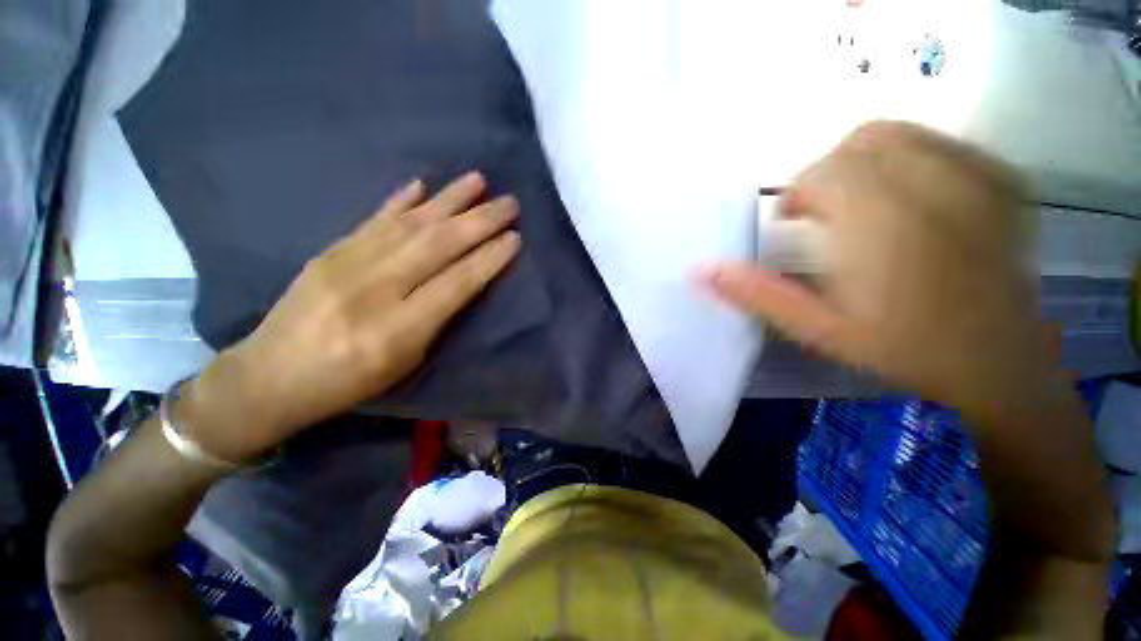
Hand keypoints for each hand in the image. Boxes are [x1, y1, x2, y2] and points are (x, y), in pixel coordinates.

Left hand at [178, 172, 520, 462]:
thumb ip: (437, 319)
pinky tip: (421, 185)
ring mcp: (347, 264)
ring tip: (478, 180)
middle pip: (437, 246)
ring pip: (409, 224)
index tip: (515, 238)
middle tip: (510, 203)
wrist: (269, 376)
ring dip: (449, 199)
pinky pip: (373, 219)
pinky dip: (400, 201)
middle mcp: (374, 290)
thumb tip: (465, 279)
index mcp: (397, 329)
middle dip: (479, 221)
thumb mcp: (405, 363)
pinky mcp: (330, 251)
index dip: (488, 259)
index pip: (456, 284)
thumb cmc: (350, 382)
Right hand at [704, 121, 1052, 414]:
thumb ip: (757, 295)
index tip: (791, 223)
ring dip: (862, 160)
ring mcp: (973, 178)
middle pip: (855, 143)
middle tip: (823, 215)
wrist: (999, 361)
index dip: (796, 194)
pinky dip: (909, 157)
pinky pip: (940, 142)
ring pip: (896, 133)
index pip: (820, 173)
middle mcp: (927, 188)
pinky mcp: (1001, 181)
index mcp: (876, 225)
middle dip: (825, 174)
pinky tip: (908, 197)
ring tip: (861, 203)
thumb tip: (700, 271)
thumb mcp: (815, 329)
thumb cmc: (902, 348)